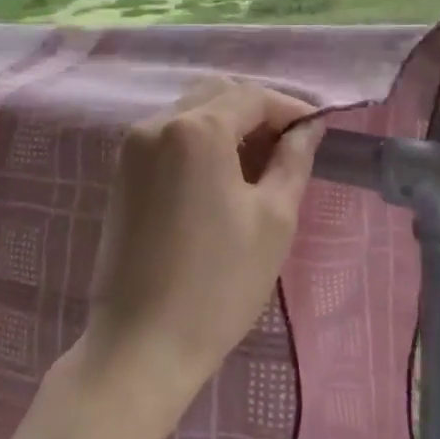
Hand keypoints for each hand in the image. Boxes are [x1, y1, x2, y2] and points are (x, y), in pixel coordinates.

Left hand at [80, 77, 325, 416]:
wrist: (142, 344)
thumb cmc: (219, 283)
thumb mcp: (274, 219)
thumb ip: (293, 160)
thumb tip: (308, 128)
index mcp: (195, 129)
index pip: (252, 96)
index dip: (290, 108)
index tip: (318, 130)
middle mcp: (156, 123)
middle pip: (218, 94)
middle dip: (258, 112)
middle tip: (290, 147)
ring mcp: (132, 146)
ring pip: (191, 112)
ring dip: (228, 125)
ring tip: (260, 164)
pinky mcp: (121, 171)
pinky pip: (169, 136)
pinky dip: (200, 142)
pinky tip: (222, 177)